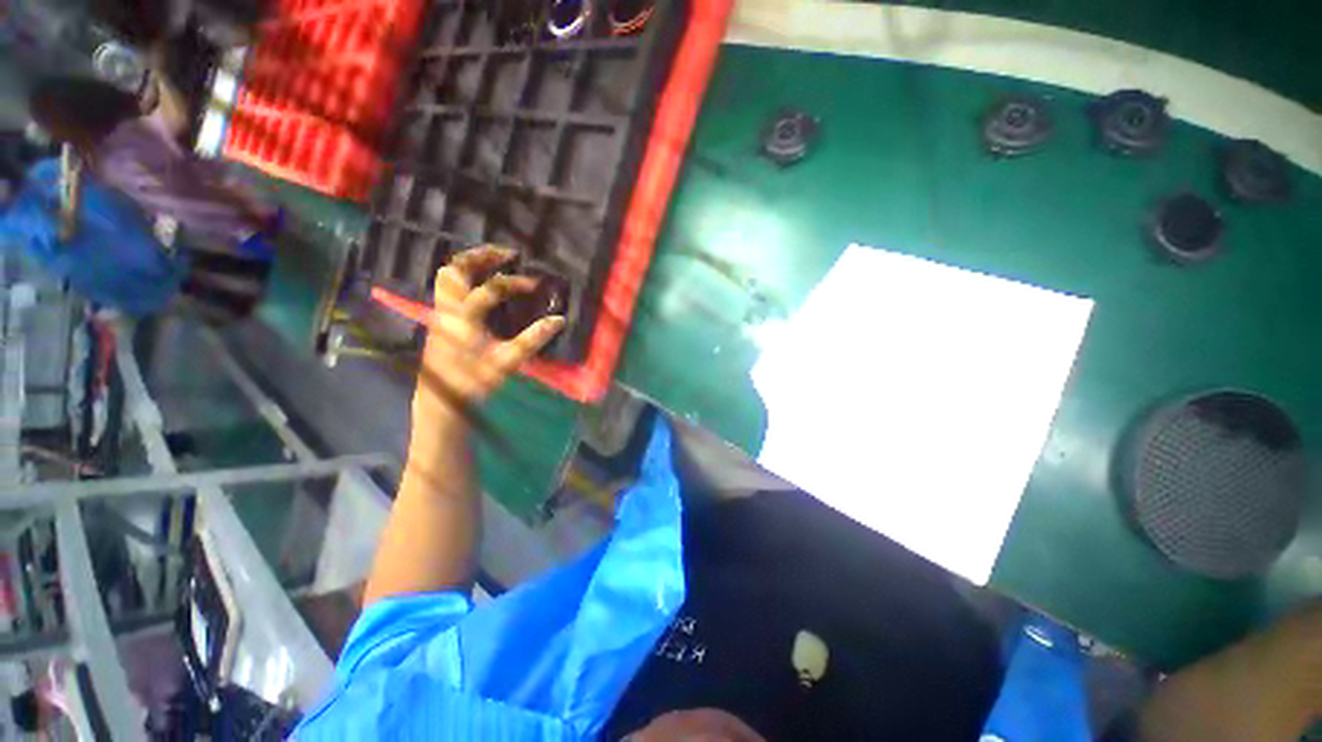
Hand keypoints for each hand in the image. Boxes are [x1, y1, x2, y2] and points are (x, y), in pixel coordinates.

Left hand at [412, 245, 565, 422]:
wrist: (441, 402)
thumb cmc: (474, 382)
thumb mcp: (507, 362)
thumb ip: (533, 339)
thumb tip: (559, 320)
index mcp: (463, 318)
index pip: (491, 288)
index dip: (516, 283)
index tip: (536, 285)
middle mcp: (447, 309)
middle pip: (455, 268)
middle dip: (482, 256)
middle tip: (508, 254)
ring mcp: (440, 312)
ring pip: (447, 276)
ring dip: (470, 264)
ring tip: (494, 262)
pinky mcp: (440, 319)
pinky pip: (447, 287)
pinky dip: (464, 278)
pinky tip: (481, 284)